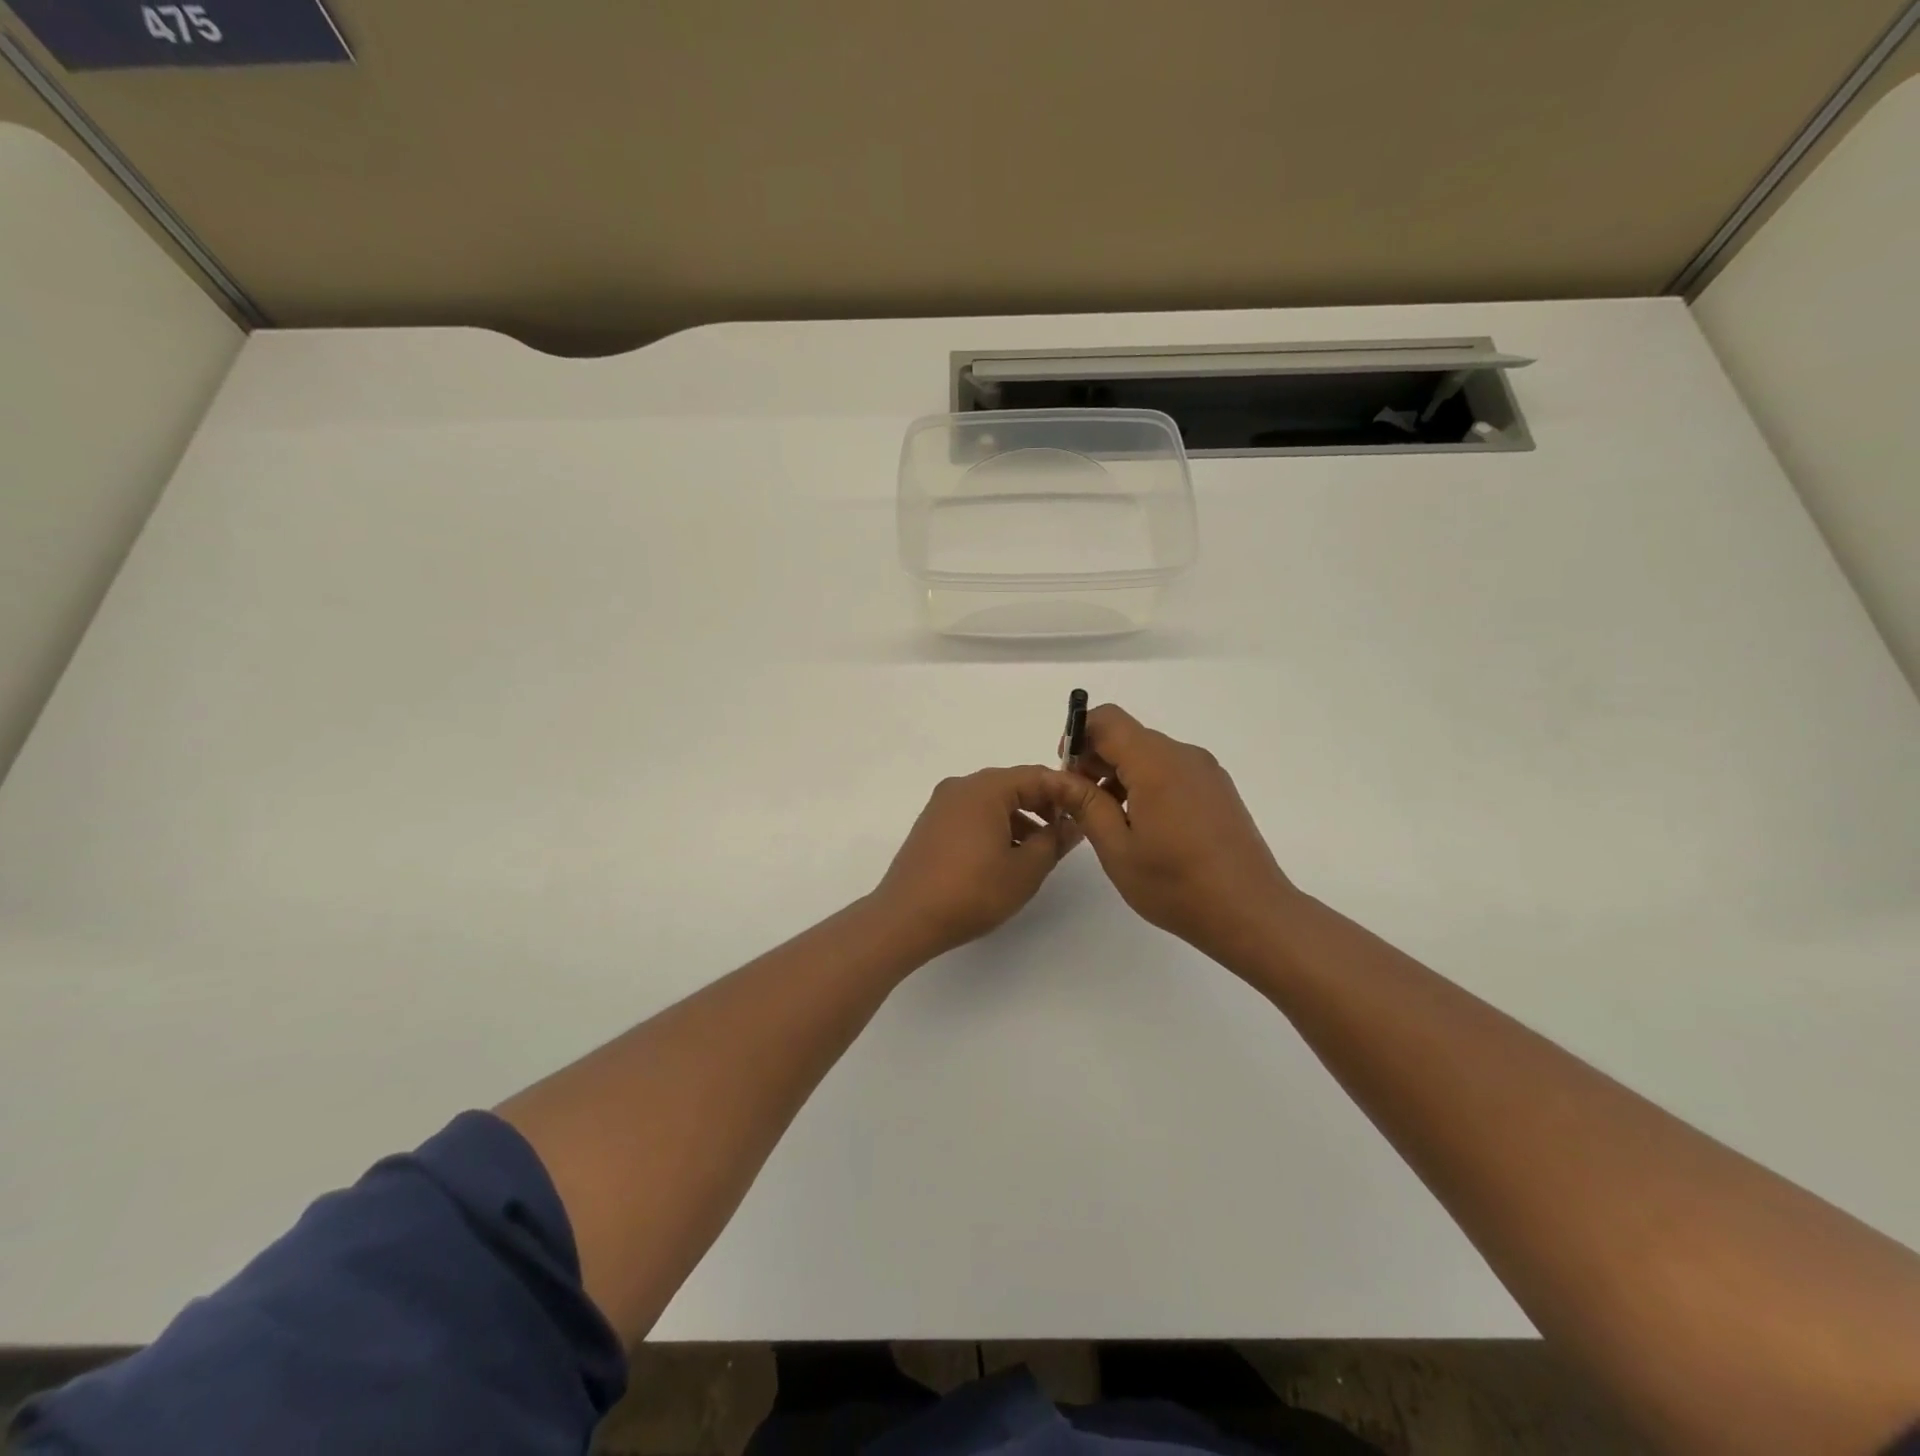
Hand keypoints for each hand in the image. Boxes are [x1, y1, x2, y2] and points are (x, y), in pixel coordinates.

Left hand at [869, 766, 1083, 958]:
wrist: (906, 918)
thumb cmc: (972, 891)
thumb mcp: (1025, 869)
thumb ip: (1054, 841)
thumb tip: (1072, 824)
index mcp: (985, 788)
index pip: (1037, 775)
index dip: (1066, 791)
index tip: (1087, 812)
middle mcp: (960, 787)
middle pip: (1013, 785)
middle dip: (1043, 805)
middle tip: (1067, 832)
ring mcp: (941, 805)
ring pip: (992, 801)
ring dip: (1020, 818)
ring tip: (1039, 850)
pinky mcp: (931, 825)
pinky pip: (972, 815)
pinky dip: (995, 827)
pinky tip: (1006, 857)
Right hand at [1058, 705, 1298, 966]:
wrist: (1251, 913)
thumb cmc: (1176, 885)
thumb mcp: (1117, 848)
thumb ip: (1086, 805)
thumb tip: (1062, 777)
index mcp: (1156, 763)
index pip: (1108, 720)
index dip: (1079, 736)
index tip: (1067, 772)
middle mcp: (1184, 756)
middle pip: (1129, 736)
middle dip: (1097, 759)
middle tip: (1081, 804)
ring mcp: (1206, 771)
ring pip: (1150, 754)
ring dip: (1122, 774)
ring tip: (1110, 820)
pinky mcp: (1218, 789)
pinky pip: (1172, 770)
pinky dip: (1147, 784)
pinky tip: (1144, 826)